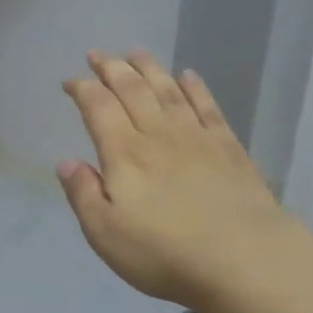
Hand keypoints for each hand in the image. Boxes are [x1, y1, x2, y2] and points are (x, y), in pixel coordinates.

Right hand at [57, 50, 289, 312]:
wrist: (245, 260)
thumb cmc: (165, 252)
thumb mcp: (105, 233)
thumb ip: (83, 194)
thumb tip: (67, 162)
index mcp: (124, 154)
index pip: (98, 108)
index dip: (82, 89)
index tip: (70, 81)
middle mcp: (158, 135)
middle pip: (132, 90)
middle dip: (111, 68)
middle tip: (97, 55)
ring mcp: (197, 138)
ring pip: (168, 91)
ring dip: (149, 69)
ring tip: (135, 53)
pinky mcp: (228, 148)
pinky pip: (207, 107)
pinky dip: (195, 88)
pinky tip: (188, 76)